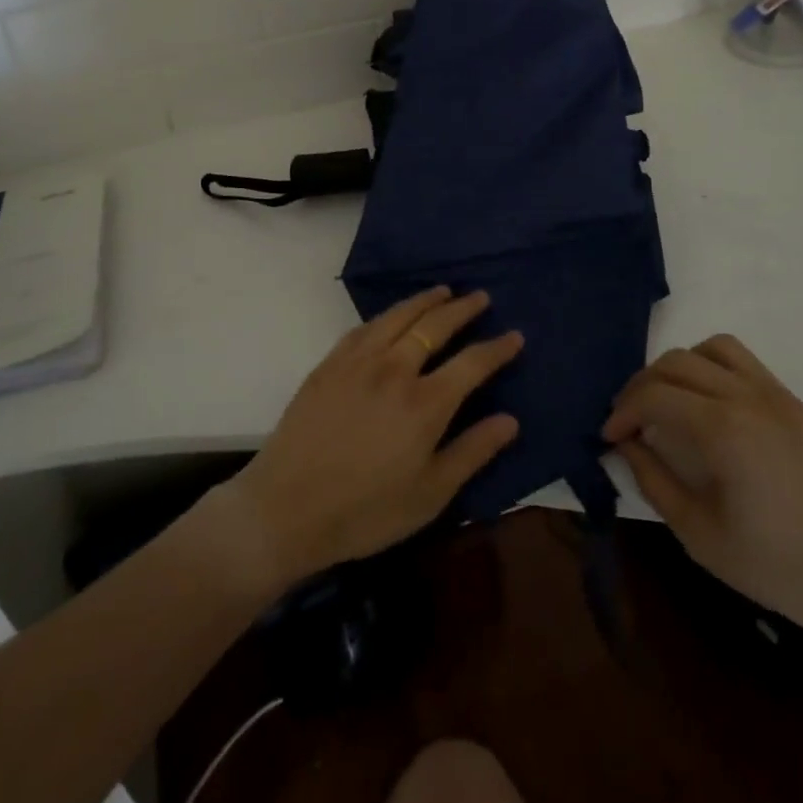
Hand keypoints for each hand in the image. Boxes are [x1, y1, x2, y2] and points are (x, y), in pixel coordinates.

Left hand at [224, 287, 521, 586]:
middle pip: (435, 326)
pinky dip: (387, 315)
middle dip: (463, 309)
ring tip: (443, 292)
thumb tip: (510, 420)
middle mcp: (395, 369)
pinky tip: (392, 316)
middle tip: (480, 297)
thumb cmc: (366, 511)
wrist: (286, 509)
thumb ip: (473, 452)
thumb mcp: (431, 495)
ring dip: (425, 301)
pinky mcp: (330, 364)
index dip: (497, 348)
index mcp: (426, 403)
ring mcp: (358, 362)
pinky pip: (365, 327)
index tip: (515, 335)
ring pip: (399, 317)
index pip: (472, 362)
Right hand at [603, 335, 802, 646]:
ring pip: (715, 348)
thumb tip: (626, 444)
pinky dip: (715, 371)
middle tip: (630, 420)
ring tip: (670, 401)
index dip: (622, 411)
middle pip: (678, 362)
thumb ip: (654, 480)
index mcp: (724, 428)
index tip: (608, 436)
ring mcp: (779, 397)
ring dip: (681, 366)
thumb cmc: (776, 567)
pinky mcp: (799, 407)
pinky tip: (712, 410)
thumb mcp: (699, 534)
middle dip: (643, 385)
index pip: (654, 395)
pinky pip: (747, 365)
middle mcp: (749, 397)